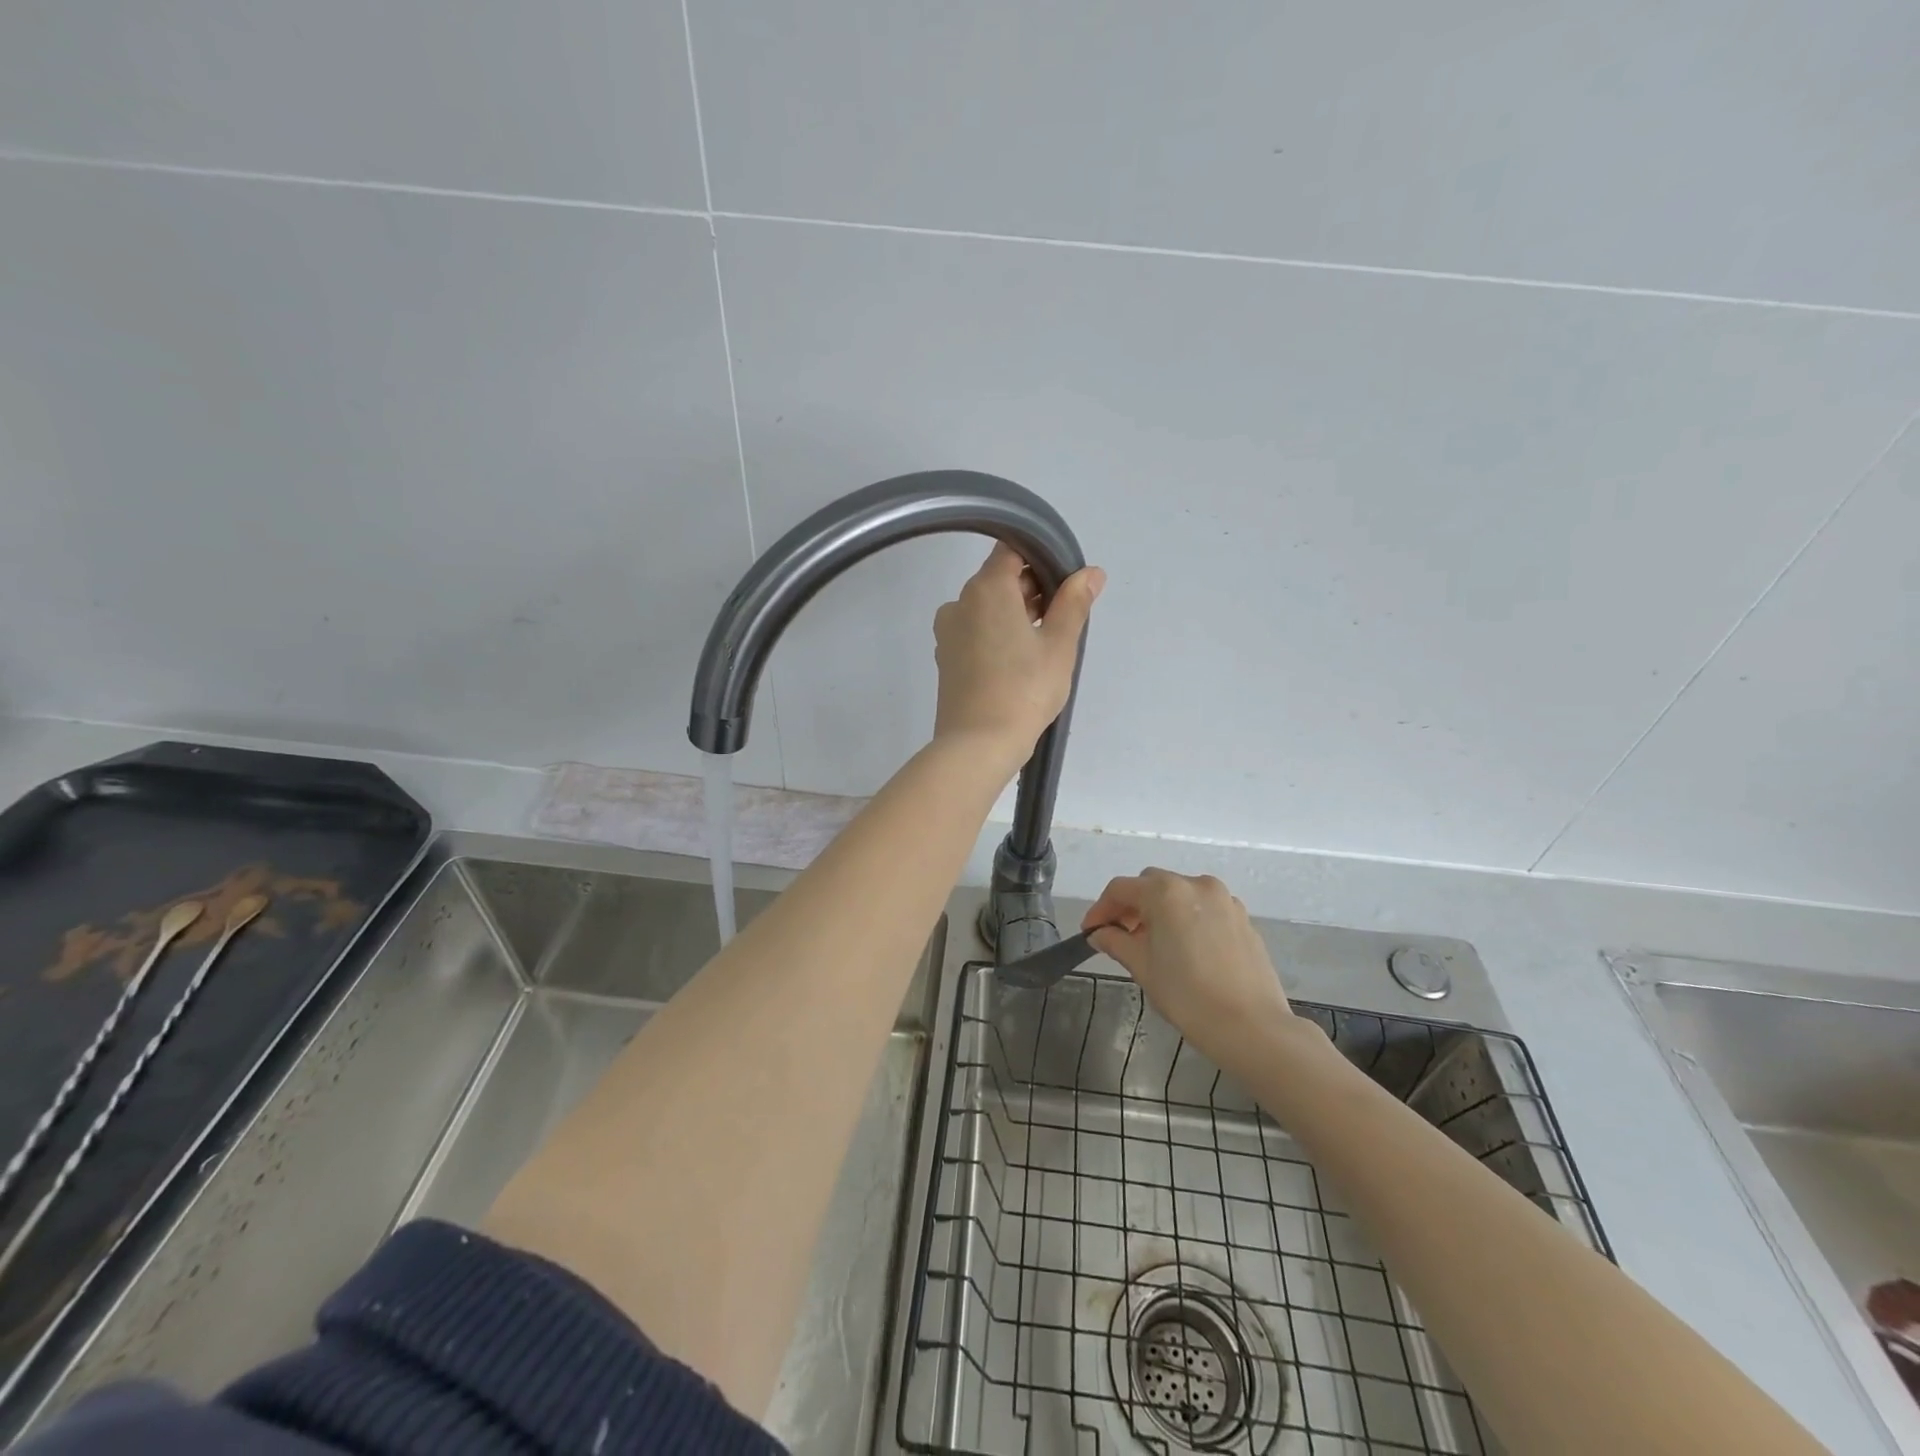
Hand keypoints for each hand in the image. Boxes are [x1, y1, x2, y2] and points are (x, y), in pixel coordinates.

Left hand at [932, 544, 1103, 771]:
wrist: (977, 745)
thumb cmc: (1024, 690)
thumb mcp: (1059, 645)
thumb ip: (1073, 603)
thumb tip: (1091, 573)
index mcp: (986, 588)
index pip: (1011, 550)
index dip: (1040, 558)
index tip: (1063, 583)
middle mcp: (959, 602)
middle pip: (998, 579)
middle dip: (1031, 590)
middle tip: (1061, 619)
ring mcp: (947, 632)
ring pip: (986, 608)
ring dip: (1014, 615)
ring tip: (1044, 645)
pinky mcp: (945, 659)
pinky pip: (974, 632)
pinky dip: (996, 635)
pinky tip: (1018, 662)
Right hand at [1084, 869, 1301, 1074]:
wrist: (1251, 1026)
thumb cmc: (1188, 996)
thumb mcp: (1143, 967)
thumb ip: (1117, 942)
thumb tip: (1100, 933)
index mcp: (1166, 892)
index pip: (1121, 889)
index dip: (1100, 909)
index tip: (1090, 931)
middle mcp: (1195, 885)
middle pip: (1151, 884)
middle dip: (1132, 905)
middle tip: (1120, 935)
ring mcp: (1224, 899)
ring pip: (1180, 894)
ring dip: (1160, 910)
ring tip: (1153, 942)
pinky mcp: (1243, 918)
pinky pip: (1204, 908)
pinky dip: (1187, 918)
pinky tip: (1185, 948)